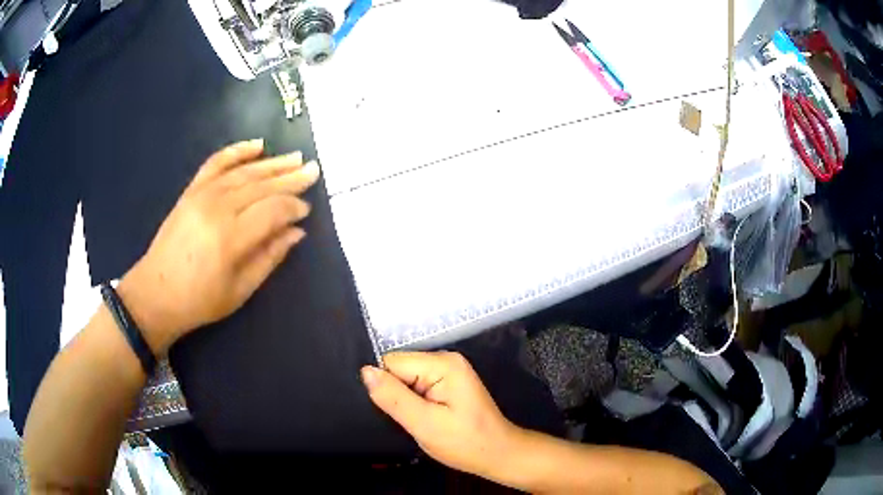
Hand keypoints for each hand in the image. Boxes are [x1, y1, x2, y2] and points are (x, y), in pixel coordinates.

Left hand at [117, 139, 319, 353]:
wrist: (156, 293)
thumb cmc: (199, 300)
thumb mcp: (240, 290)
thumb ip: (269, 257)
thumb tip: (296, 232)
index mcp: (231, 238)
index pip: (272, 210)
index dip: (293, 207)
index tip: (306, 211)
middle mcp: (217, 208)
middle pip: (261, 185)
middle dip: (290, 178)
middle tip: (313, 170)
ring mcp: (202, 195)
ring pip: (244, 172)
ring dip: (272, 163)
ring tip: (295, 158)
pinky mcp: (191, 191)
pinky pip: (216, 163)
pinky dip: (237, 151)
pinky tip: (257, 145)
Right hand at [362, 351, 523, 480]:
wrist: (498, 454)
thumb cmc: (465, 442)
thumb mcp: (424, 424)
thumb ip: (393, 397)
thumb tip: (365, 371)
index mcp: (442, 364)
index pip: (392, 363)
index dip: (387, 388)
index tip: (397, 412)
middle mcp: (445, 359)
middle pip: (399, 368)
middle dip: (396, 394)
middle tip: (411, 420)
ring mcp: (448, 370)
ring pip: (406, 378)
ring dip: (405, 400)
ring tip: (418, 420)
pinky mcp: (448, 383)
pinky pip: (417, 385)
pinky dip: (415, 402)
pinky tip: (425, 418)